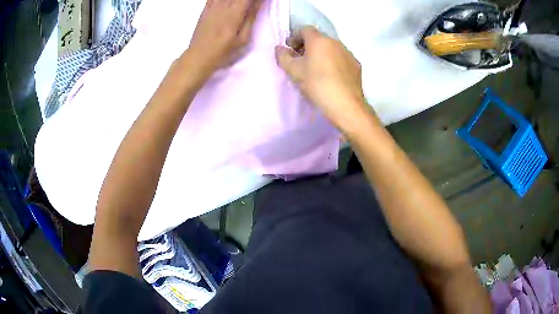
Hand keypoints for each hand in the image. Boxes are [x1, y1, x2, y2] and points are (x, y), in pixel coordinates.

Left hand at [187, 0, 261, 76]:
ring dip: (236, 0)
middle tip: (253, 5)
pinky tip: (228, 4)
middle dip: (248, 0)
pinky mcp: (206, 9)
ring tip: (241, 6)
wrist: (198, 57)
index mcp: (235, 13)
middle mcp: (223, 5)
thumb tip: (260, 3)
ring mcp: (213, 6)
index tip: (261, 2)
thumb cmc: (223, 52)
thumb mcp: (242, 39)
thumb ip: (251, 18)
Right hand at [275, 27, 374, 131]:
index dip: (295, 37)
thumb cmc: (317, 85)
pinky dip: (334, 62)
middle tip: (302, 60)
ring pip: (331, 48)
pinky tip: (332, 77)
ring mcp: (348, 53)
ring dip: (322, 54)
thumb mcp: (294, 71)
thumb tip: (279, 48)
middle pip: (319, 38)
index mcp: (319, 40)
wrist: (346, 105)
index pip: (305, 29)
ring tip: (318, 70)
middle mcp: (336, 42)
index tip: (291, 50)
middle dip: (308, 46)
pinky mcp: (357, 65)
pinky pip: (342, 58)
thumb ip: (283, 57)